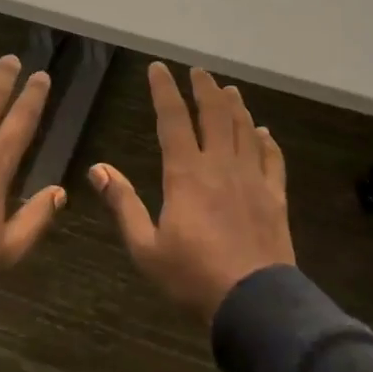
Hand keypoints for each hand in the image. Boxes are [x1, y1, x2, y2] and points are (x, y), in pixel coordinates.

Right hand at [90, 63, 294, 324]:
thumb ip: (123, 204)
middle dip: (204, 89)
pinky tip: (263, 133)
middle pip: (214, 115)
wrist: (253, 302)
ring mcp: (252, 179)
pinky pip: (272, 159)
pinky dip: (266, 141)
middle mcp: (220, 166)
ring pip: (244, 130)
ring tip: (229, 90)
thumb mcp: (145, 247)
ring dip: (235, 107)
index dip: (164, 91)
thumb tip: (97, 169)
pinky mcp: (275, 197)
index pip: (172, 120)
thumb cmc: (192, 277)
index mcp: (186, 174)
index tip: (159, 69)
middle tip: (198, 72)